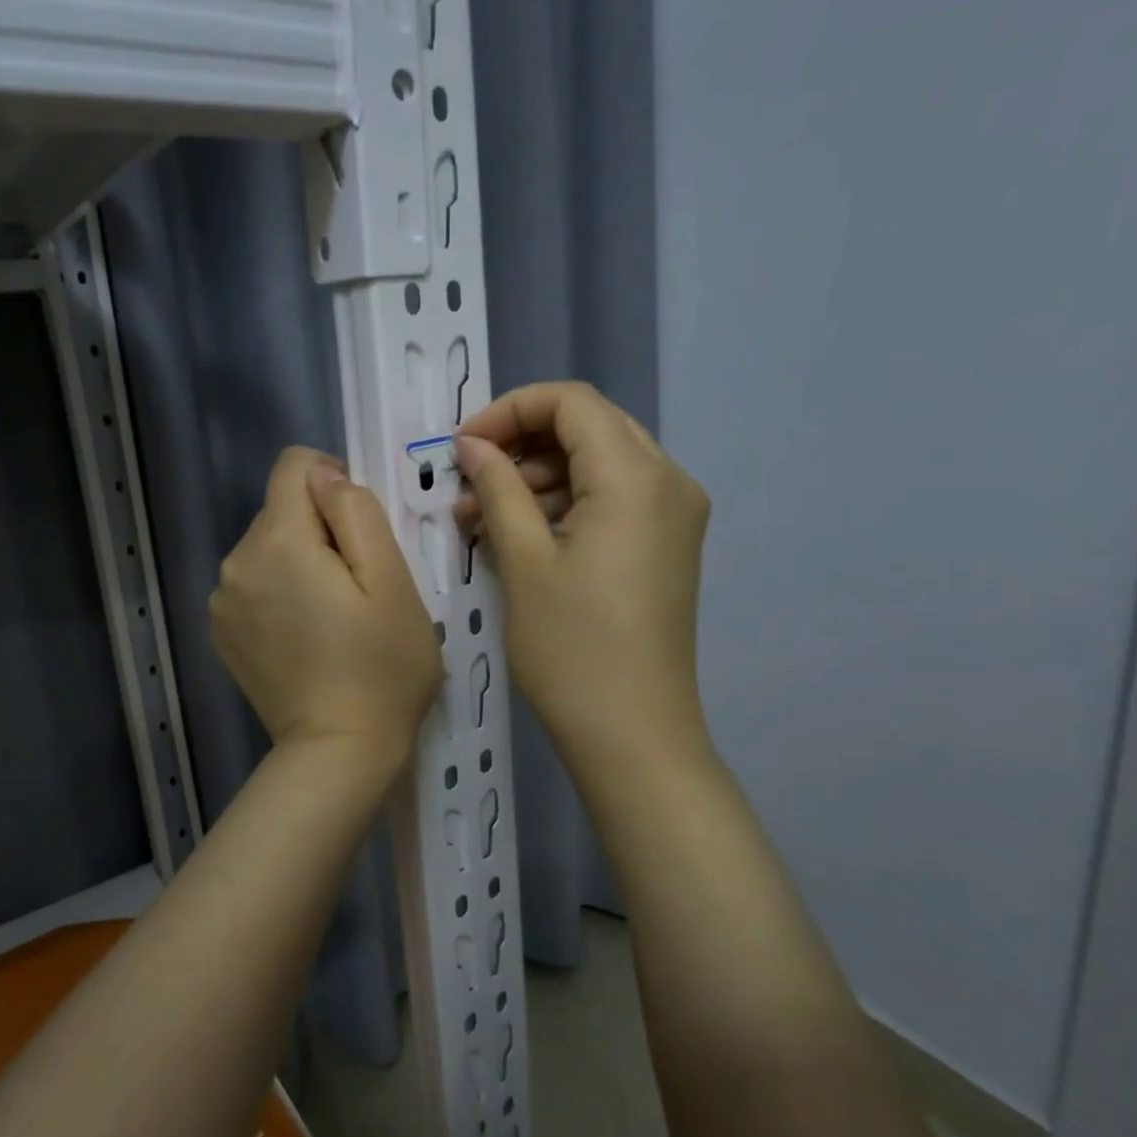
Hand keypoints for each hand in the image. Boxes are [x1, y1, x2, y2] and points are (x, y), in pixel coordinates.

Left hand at [210, 447, 443, 775]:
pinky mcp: (221, 632)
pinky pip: (253, 584)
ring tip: (332, 615)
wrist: (338, 752)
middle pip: (281, 509)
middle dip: (318, 530)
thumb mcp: (391, 580)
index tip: (359, 530)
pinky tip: (306, 636)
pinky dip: (279, 593)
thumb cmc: (381, 667)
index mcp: (278, 541)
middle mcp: (235, 562)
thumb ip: (356, 512)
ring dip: (298, 562)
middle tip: (355, 585)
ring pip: (267, 547)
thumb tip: (325, 478)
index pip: (294, 465)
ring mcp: (221, 601)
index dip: (333, 482)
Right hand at [455, 382, 711, 770]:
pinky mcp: (667, 544)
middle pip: (588, 426)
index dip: (509, 411)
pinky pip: (612, 498)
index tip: (462, 447)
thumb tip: (472, 445)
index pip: (570, 402)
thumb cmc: (571, 649)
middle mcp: (669, 480)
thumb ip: (498, 487)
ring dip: (538, 478)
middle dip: (522, 443)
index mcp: (635, 476)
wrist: (633, 735)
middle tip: (469, 480)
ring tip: (479, 516)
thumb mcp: (523, 561)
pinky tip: (518, 534)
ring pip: (598, 463)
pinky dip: (564, 504)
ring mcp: (674, 514)